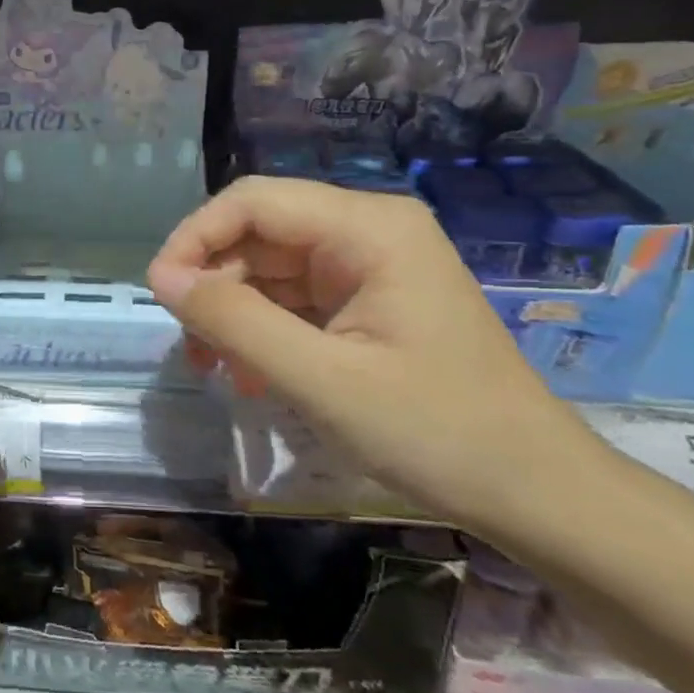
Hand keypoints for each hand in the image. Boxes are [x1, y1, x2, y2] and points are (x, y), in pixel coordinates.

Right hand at [146, 176, 600, 527]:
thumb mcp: (319, 379)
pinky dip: (261, 334)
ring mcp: (366, 268)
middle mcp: (366, 232)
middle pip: (257, 235)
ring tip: (219, 373)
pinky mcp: (364, 302)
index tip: (160, 295)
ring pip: (267, 270)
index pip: (252, 202)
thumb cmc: (434, 431)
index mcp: (368, 228)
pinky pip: (291, 301)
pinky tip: (253, 378)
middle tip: (193, 352)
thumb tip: (162, 277)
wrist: (532, 491)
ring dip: (233, 316)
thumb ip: (235, 321)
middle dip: (214, 287)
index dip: (195, 238)